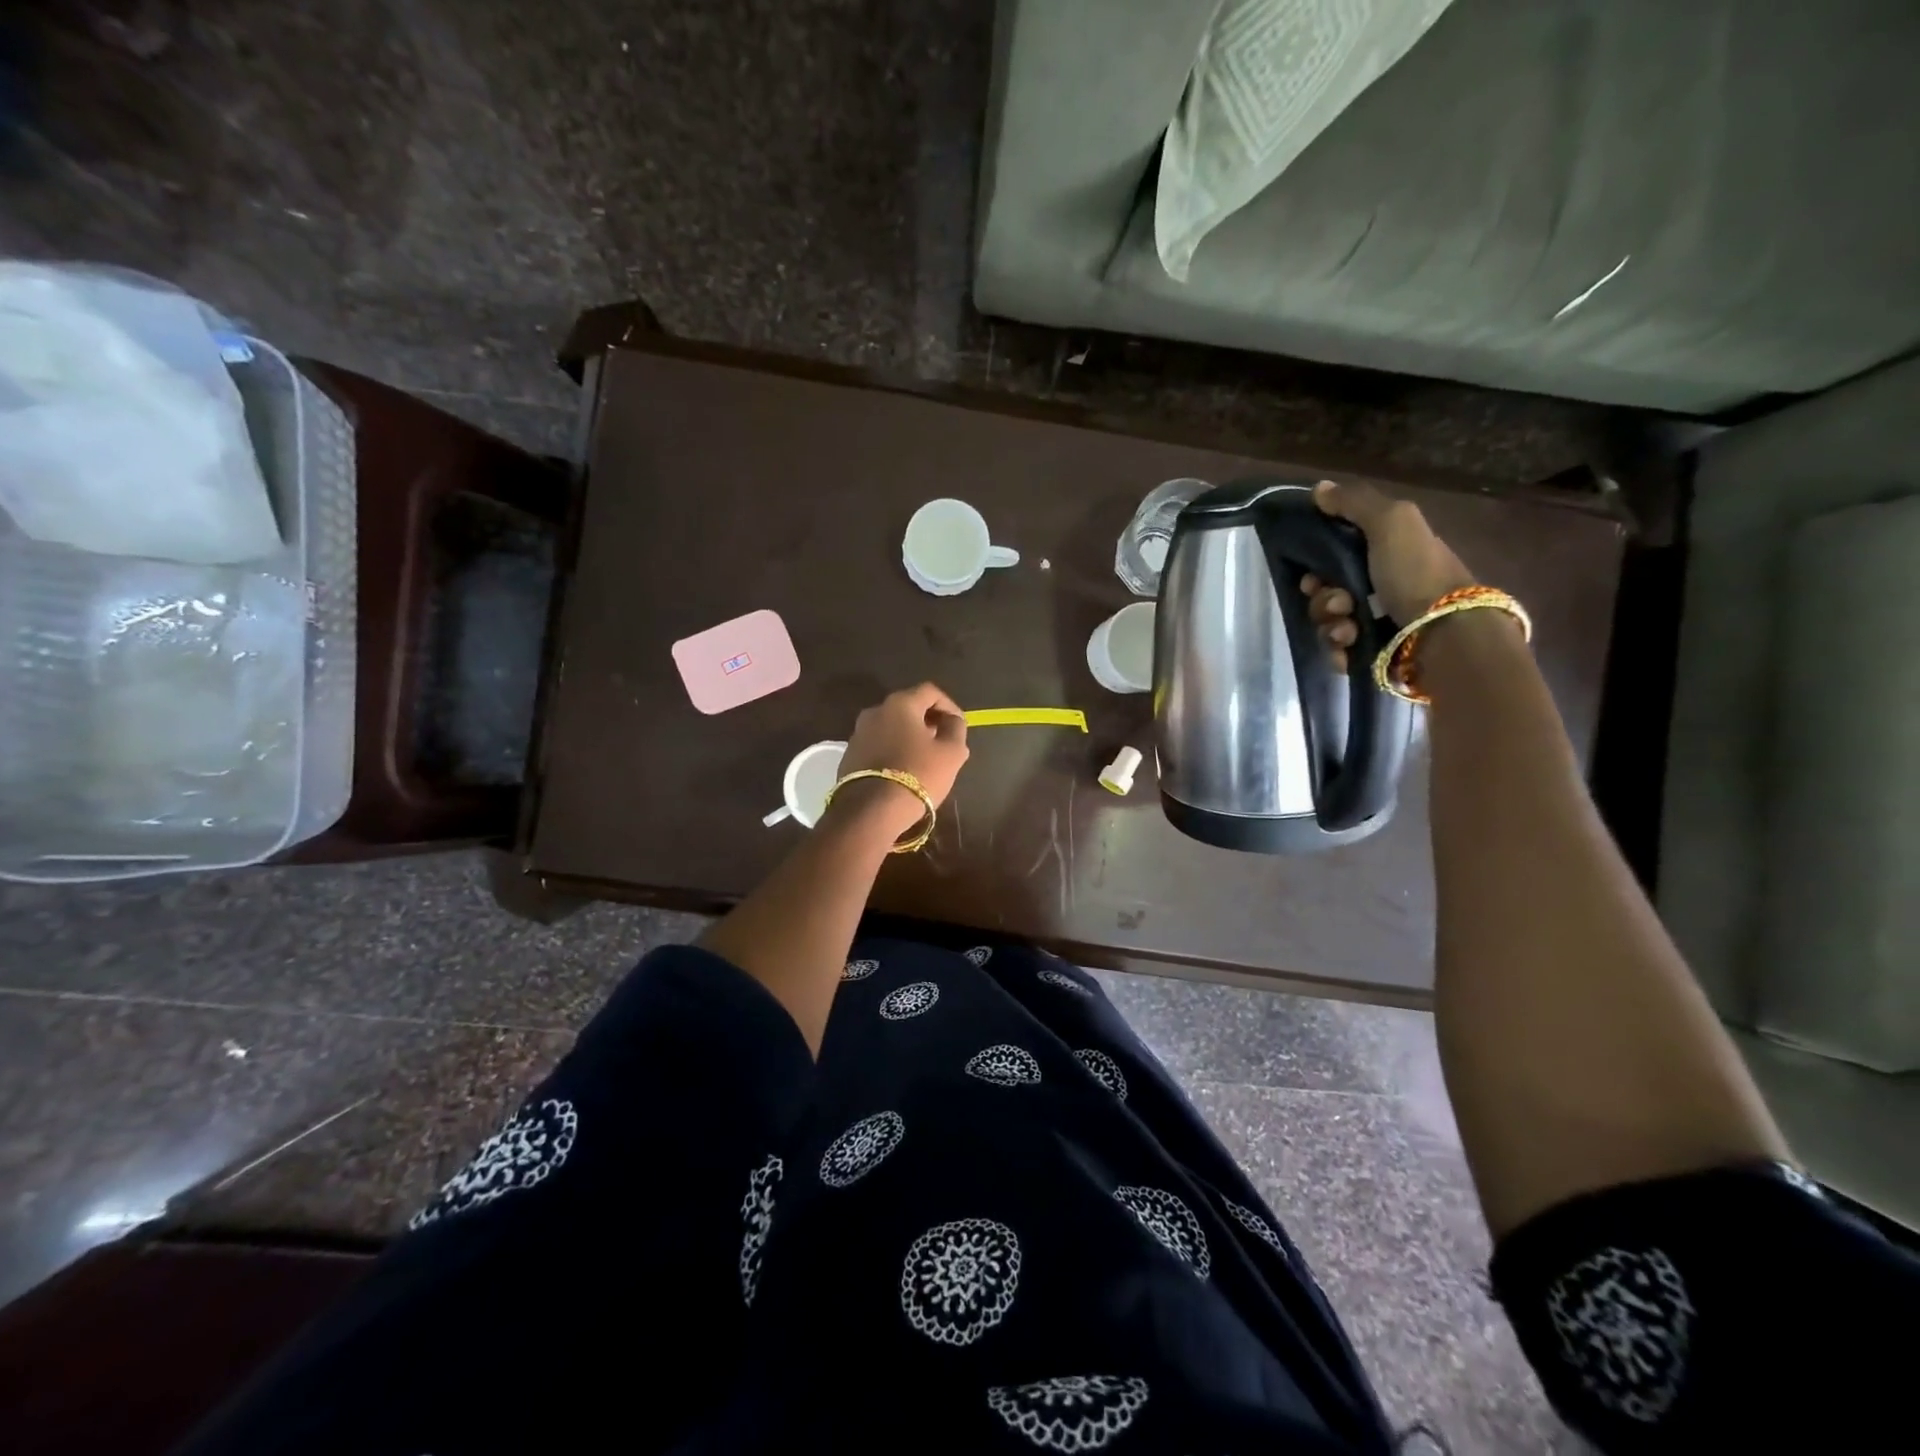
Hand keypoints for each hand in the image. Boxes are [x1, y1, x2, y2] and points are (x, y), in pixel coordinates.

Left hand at [832, 683, 969, 838]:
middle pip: (908, 707)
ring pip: (891, 727)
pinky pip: (878, 745)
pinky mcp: (849, 756)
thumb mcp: (951, 753)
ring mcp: (858, 733)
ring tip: (924, 759)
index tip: (959, 726)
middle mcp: (875, 711)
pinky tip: (903, 771)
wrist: (870, 811)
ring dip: (909, 737)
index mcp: (900, 704)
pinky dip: (893, 751)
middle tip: (943, 742)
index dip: (949, 706)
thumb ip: (956, 729)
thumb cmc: (917, 775)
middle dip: (929, 721)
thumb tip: (952, 720)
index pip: (930, 692)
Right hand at [1301, 479, 1474, 670]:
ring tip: (1349, 629)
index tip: (1313, 575)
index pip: (1332, 558)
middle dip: (1323, 599)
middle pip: (1324, 593)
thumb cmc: (1416, 572)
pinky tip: (1351, 646)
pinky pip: (1336, 650)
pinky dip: (1338, 649)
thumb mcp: (1392, 522)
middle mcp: (1378, 588)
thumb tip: (1319, 488)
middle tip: (1341, 603)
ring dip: (1330, 624)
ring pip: (1326, 623)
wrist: (1443, 632)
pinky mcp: (1370, 654)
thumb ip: (1355, 503)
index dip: (1315, 566)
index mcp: (1384, 555)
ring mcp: (1374, 623)